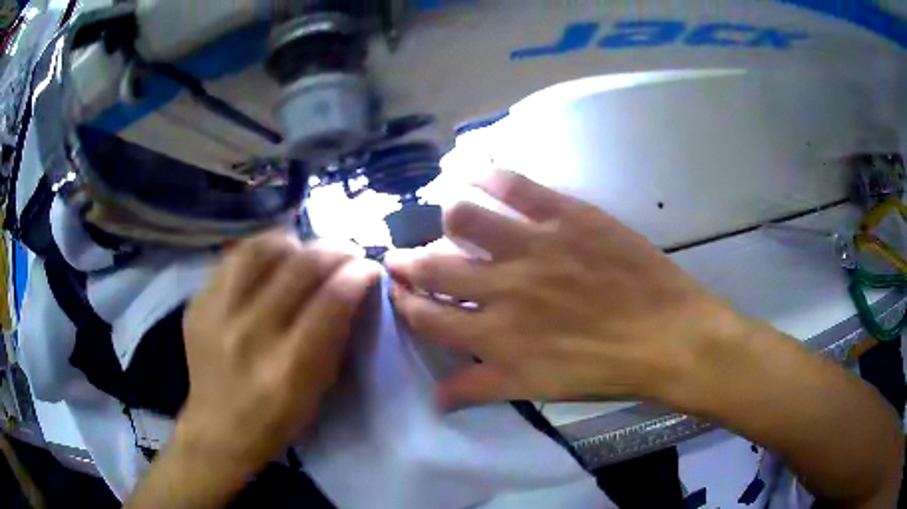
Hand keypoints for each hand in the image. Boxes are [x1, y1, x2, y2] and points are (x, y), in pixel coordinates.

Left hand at [178, 231, 380, 472]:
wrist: (218, 429)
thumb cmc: (276, 419)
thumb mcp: (317, 391)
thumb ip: (335, 338)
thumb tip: (355, 286)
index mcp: (289, 367)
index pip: (331, 300)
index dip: (358, 274)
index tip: (370, 267)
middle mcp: (250, 334)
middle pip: (299, 267)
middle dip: (334, 250)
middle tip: (347, 250)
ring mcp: (217, 315)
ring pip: (260, 251)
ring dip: (293, 242)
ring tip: (305, 248)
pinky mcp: (197, 304)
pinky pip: (231, 259)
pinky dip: (258, 250)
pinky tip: (270, 258)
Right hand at [386, 169, 742, 408]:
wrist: (667, 337)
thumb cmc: (604, 370)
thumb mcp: (536, 389)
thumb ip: (481, 388)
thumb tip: (436, 397)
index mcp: (494, 335)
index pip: (427, 314)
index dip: (404, 301)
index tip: (397, 290)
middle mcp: (502, 287)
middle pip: (433, 265)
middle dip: (407, 261)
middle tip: (401, 255)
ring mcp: (534, 245)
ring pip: (463, 217)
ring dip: (445, 218)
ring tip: (448, 218)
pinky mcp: (566, 215)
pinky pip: (514, 186)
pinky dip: (485, 174)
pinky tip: (470, 170)